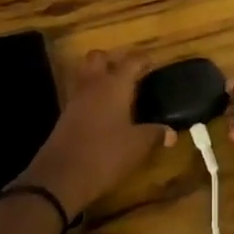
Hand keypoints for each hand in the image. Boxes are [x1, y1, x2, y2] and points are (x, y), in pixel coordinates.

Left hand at [17, 50, 166, 215]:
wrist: (61, 176)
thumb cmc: (105, 153)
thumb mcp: (137, 146)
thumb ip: (154, 134)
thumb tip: (171, 133)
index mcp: (115, 85)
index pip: (132, 62)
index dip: (144, 60)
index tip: (154, 63)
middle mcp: (94, 85)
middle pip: (99, 57)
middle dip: (113, 59)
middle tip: (129, 73)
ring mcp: (76, 99)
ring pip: (86, 74)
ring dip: (99, 76)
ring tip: (116, 91)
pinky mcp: (65, 115)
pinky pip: (80, 94)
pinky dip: (91, 96)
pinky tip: (102, 112)